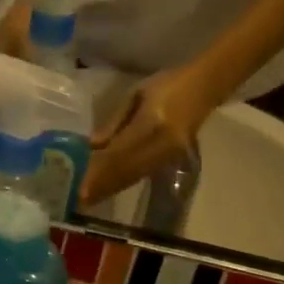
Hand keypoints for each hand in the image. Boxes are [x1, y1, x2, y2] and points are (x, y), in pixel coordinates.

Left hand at [80, 62, 218, 203]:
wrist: (205, 87)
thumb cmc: (167, 84)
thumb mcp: (136, 95)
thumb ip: (115, 122)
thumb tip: (92, 146)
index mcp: (152, 123)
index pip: (119, 153)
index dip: (99, 171)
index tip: (79, 185)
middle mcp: (163, 143)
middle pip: (127, 170)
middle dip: (102, 186)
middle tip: (78, 199)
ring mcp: (170, 154)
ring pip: (135, 176)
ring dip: (111, 188)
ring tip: (88, 198)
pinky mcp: (174, 159)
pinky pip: (144, 174)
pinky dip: (124, 182)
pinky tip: (109, 188)